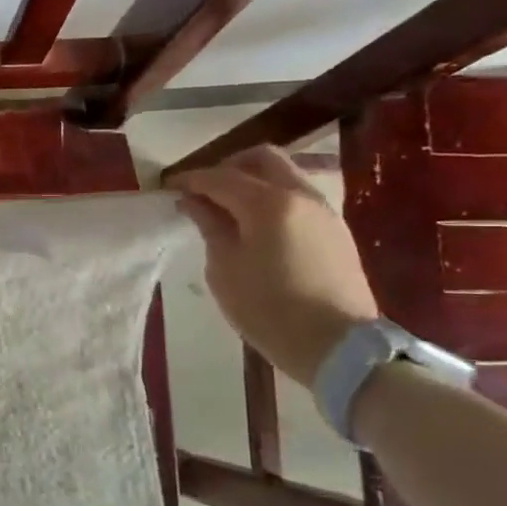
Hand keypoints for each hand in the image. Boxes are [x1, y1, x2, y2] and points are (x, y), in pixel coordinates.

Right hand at [163, 146, 379, 387]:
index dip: (190, 179)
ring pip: (284, 174)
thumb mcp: (225, 269)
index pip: (221, 177)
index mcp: (269, 203)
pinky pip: (297, 196)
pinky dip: (272, 197)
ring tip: (227, 208)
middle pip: (261, 159)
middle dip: (227, 167)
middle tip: (203, 190)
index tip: (168, 187)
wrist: (338, 346)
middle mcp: (300, 195)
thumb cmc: (269, 310)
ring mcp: (323, 211)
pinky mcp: (335, 229)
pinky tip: (256, 225)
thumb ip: (210, 226)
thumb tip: (195, 202)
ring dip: (253, 181)